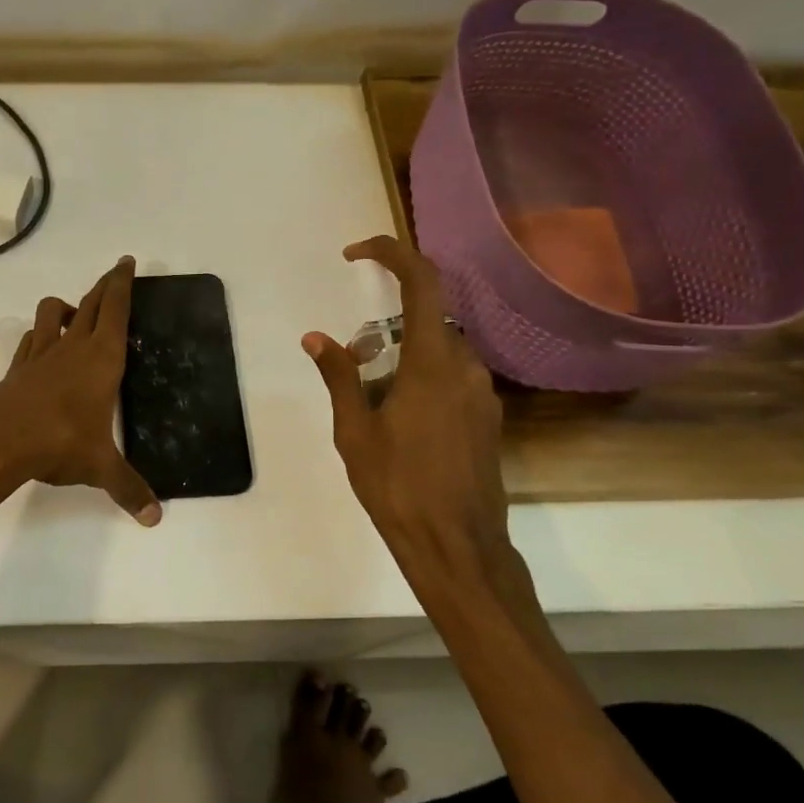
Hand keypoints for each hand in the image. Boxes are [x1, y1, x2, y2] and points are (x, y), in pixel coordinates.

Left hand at [0, 257, 160, 525]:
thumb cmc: (58, 442)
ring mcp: (40, 355)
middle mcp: (72, 347)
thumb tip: (155, 519)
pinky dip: (38, 336)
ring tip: (75, 314)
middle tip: (114, 274)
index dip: (122, 283)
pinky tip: (40, 347)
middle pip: (89, 303)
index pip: (115, 309)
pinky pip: (29, 340)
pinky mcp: (17, 369)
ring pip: (51, 312)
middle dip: (104, 286)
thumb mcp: (99, 467)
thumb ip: (128, 488)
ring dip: (65, 306)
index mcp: (102, 358)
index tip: (126, 262)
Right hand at [302, 237, 508, 577]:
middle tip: (353, 362)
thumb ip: (338, 377)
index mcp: (433, 363)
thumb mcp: (354, 431)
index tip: (356, 254)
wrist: (458, 547)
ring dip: (403, 355)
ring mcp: (482, 394)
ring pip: (440, 350)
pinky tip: (400, 420)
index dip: (391, 254)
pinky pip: (452, 377)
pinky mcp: (487, 418)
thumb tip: (316, 338)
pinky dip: (422, 377)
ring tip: (371, 399)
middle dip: (385, 325)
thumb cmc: (398, 486)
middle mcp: (466, 367)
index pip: (422, 282)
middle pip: (427, 317)